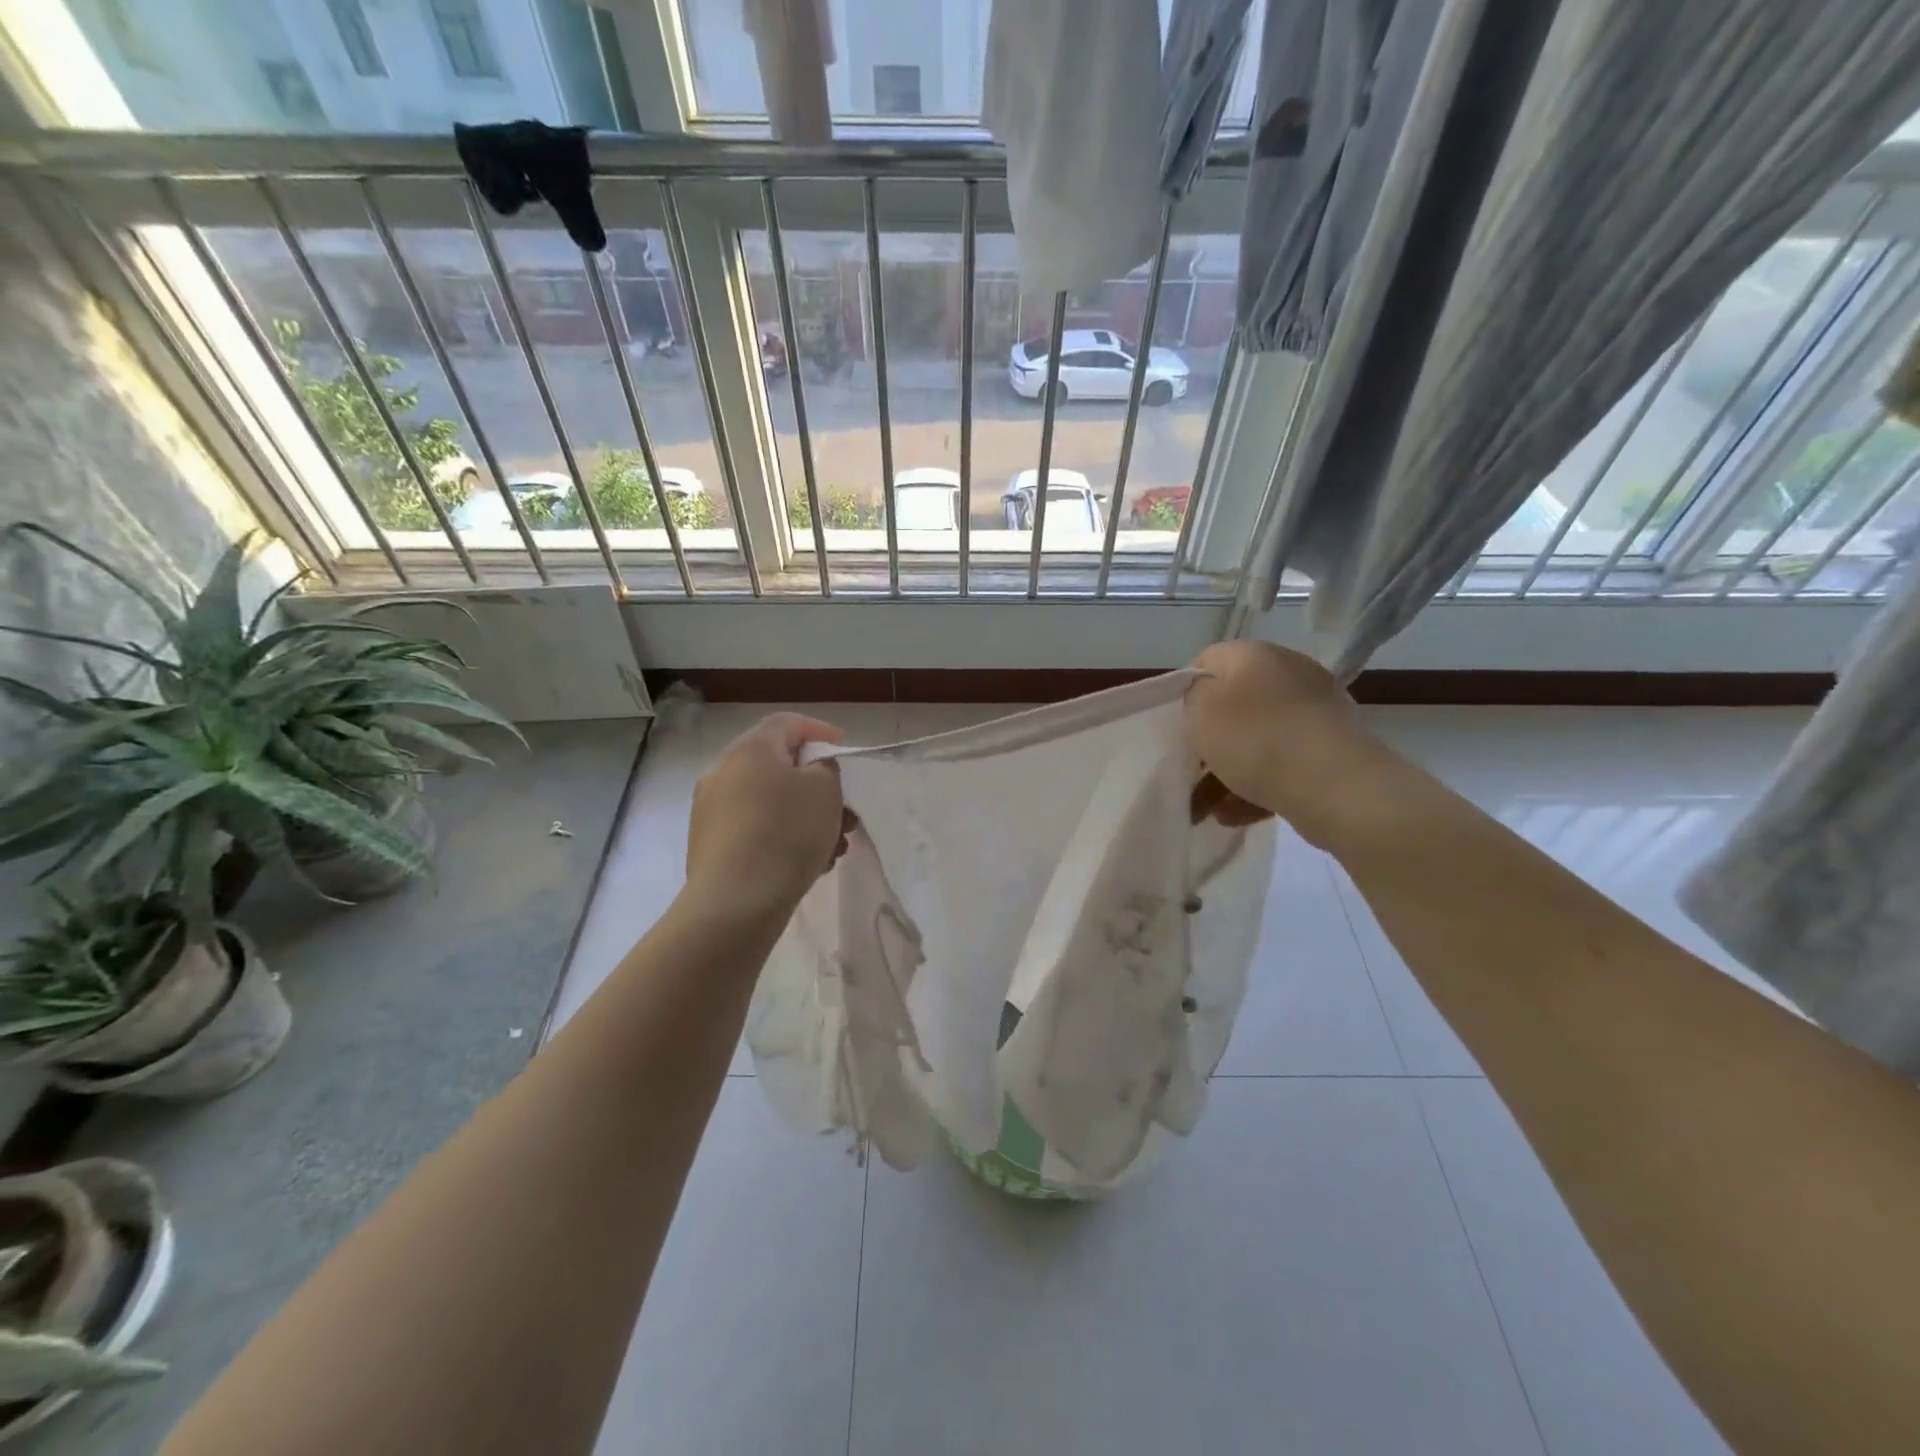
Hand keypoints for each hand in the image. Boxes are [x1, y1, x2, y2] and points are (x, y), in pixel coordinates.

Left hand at [686, 714, 851, 916]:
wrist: (735, 903)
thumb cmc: (786, 834)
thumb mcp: (825, 791)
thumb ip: (825, 769)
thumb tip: (810, 771)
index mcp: (750, 749)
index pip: (787, 723)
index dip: (819, 730)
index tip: (843, 749)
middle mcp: (723, 772)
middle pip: (778, 767)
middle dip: (818, 787)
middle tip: (845, 810)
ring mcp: (711, 810)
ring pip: (770, 802)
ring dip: (806, 817)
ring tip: (834, 846)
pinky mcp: (710, 845)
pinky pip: (755, 828)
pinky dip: (783, 836)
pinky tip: (809, 864)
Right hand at [1185, 641, 1383, 846]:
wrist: (1336, 786)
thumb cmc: (1256, 739)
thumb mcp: (1201, 709)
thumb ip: (1193, 693)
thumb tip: (1207, 695)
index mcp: (1256, 654)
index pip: (1207, 662)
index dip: (1187, 694)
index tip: (1179, 728)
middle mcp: (1290, 673)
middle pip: (1234, 705)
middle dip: (1210, 742)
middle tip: (1191, 772)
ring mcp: (1316, 711)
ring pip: (1257, 739)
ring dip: (1228, 773)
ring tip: (1207, 810)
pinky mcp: (1331, 749)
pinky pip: (1283, 763)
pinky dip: (1258, 786)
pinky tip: (1235, 815)